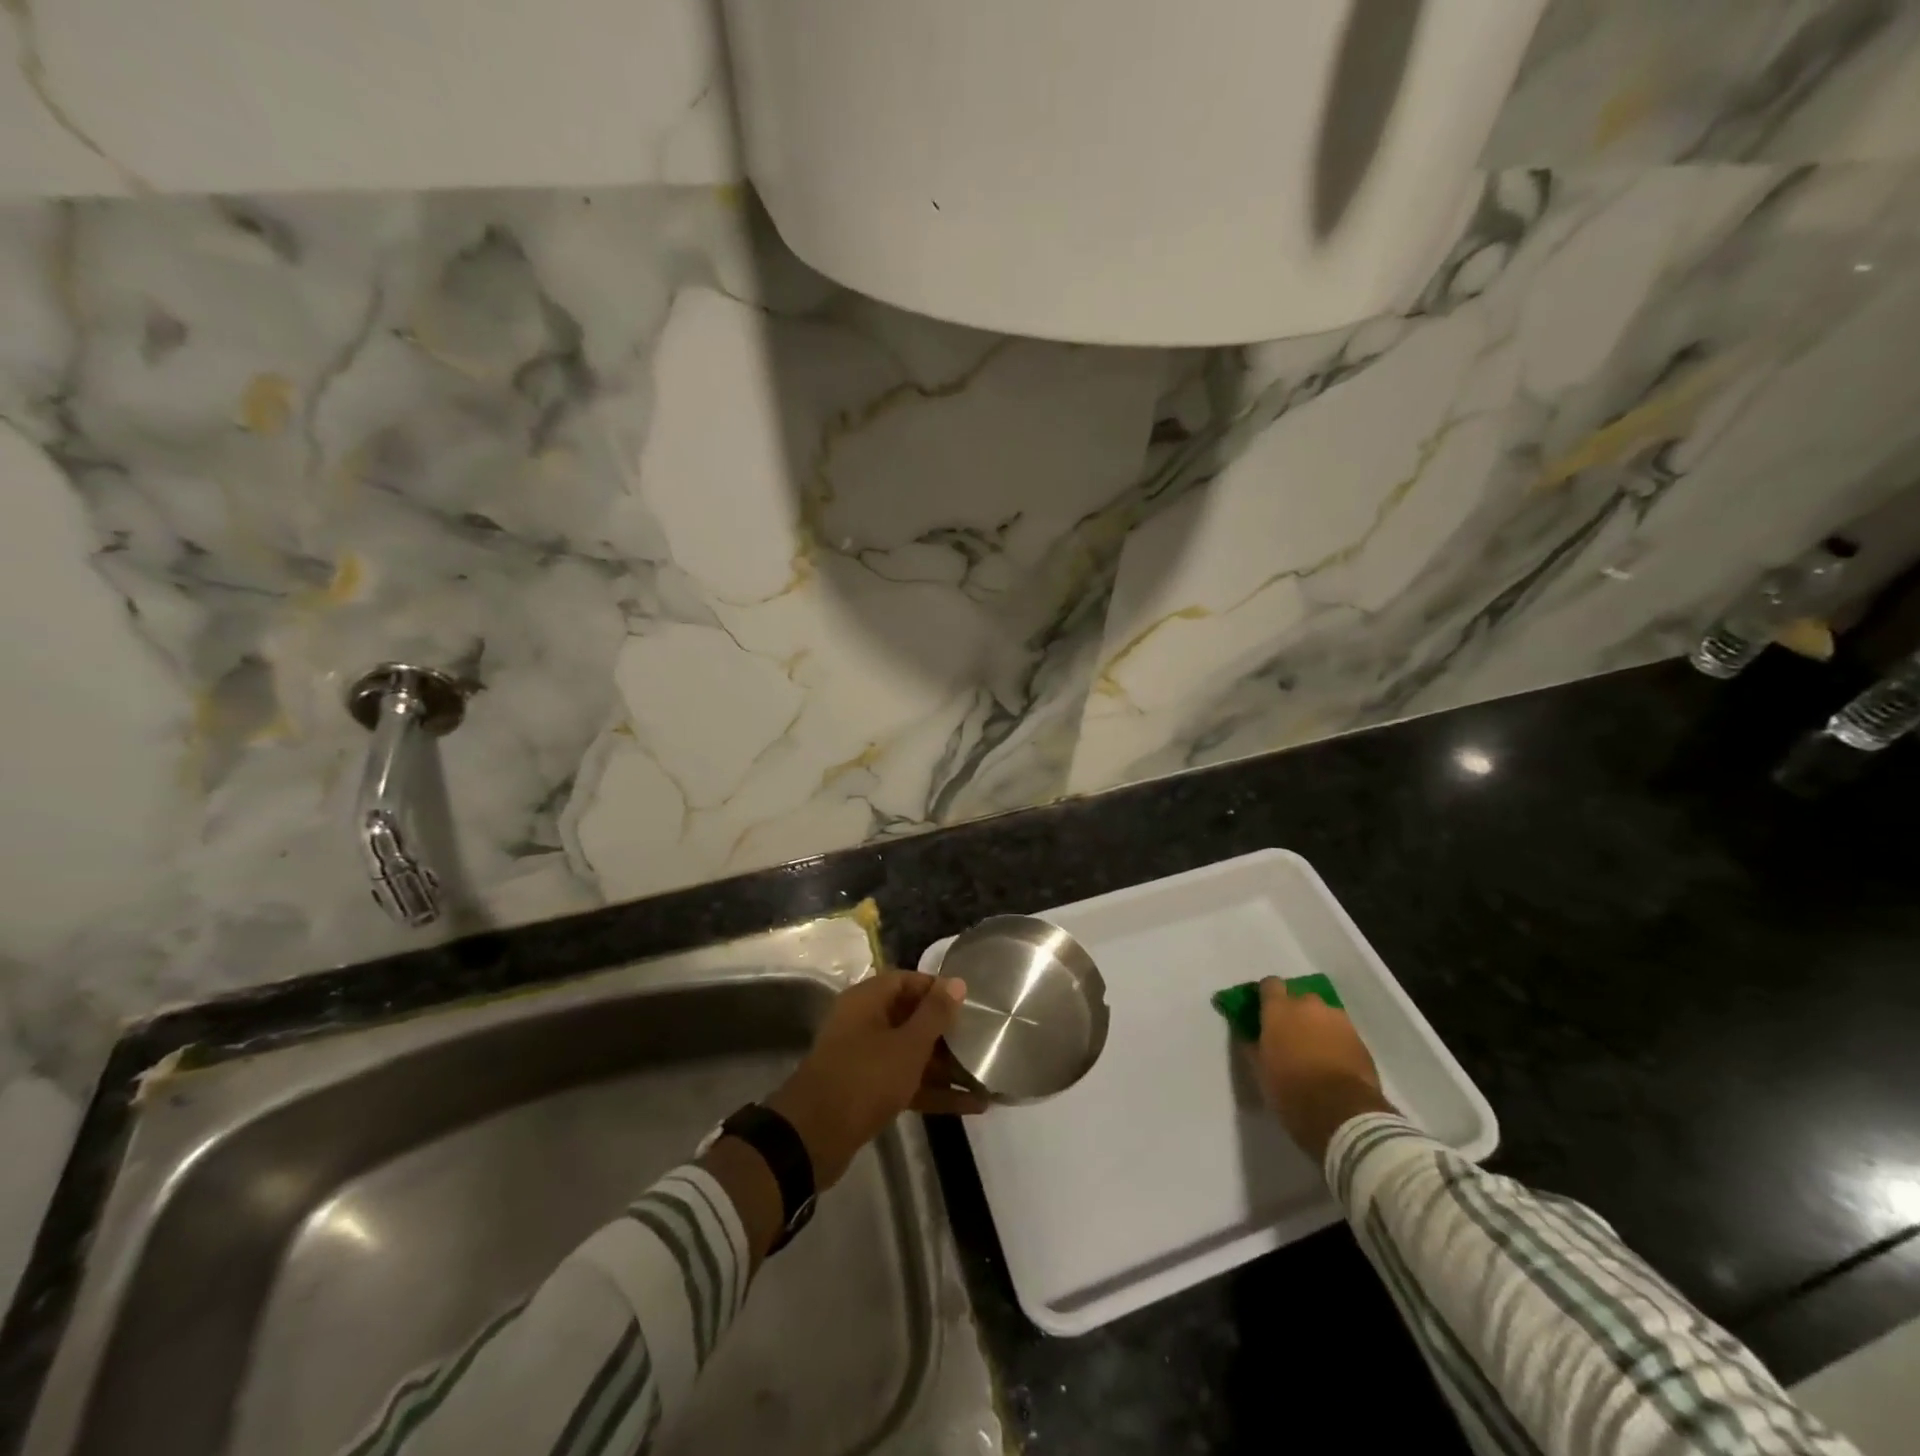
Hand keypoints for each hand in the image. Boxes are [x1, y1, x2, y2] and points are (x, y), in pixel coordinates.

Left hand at [766, 971, 987, 1188]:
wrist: (813, 1138)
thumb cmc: (865, 1078)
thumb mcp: (907, 1045)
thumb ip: (935, 1014)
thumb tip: (957, 982)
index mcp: (867, 1000)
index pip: (907, 980)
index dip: (938, 989)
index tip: (969, 1002)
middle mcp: (864, 1023)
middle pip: (911, 1017)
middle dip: (946, 1031)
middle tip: (982, 1039)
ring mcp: (865, 1059)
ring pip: (911, 1054)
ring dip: (945, 1066)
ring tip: (985, 1075)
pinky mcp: (868, 1092)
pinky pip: (906, 1082)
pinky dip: (934, 1091)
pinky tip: (971, 1105)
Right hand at [1253, 977, 1395, 1165]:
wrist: (1344, 1114)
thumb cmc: (1291, 1089)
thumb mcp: (1260, 1069)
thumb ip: (1253, 1044)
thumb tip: (1250, 1034)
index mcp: (1279, 1008)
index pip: (1270, 984)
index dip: (1267, 996)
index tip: (1264, 1011)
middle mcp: (1309, 1005)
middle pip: (1299, 998)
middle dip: (1295, 1012)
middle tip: (1290, 1035)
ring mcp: (1338, 1020)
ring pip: (1323, 1014)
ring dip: (1317, 1025)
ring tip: (1314, 1050)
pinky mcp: (1360, 1039)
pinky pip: (1341, 1031)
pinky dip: (1335, 1040)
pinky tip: (1332, 1062)